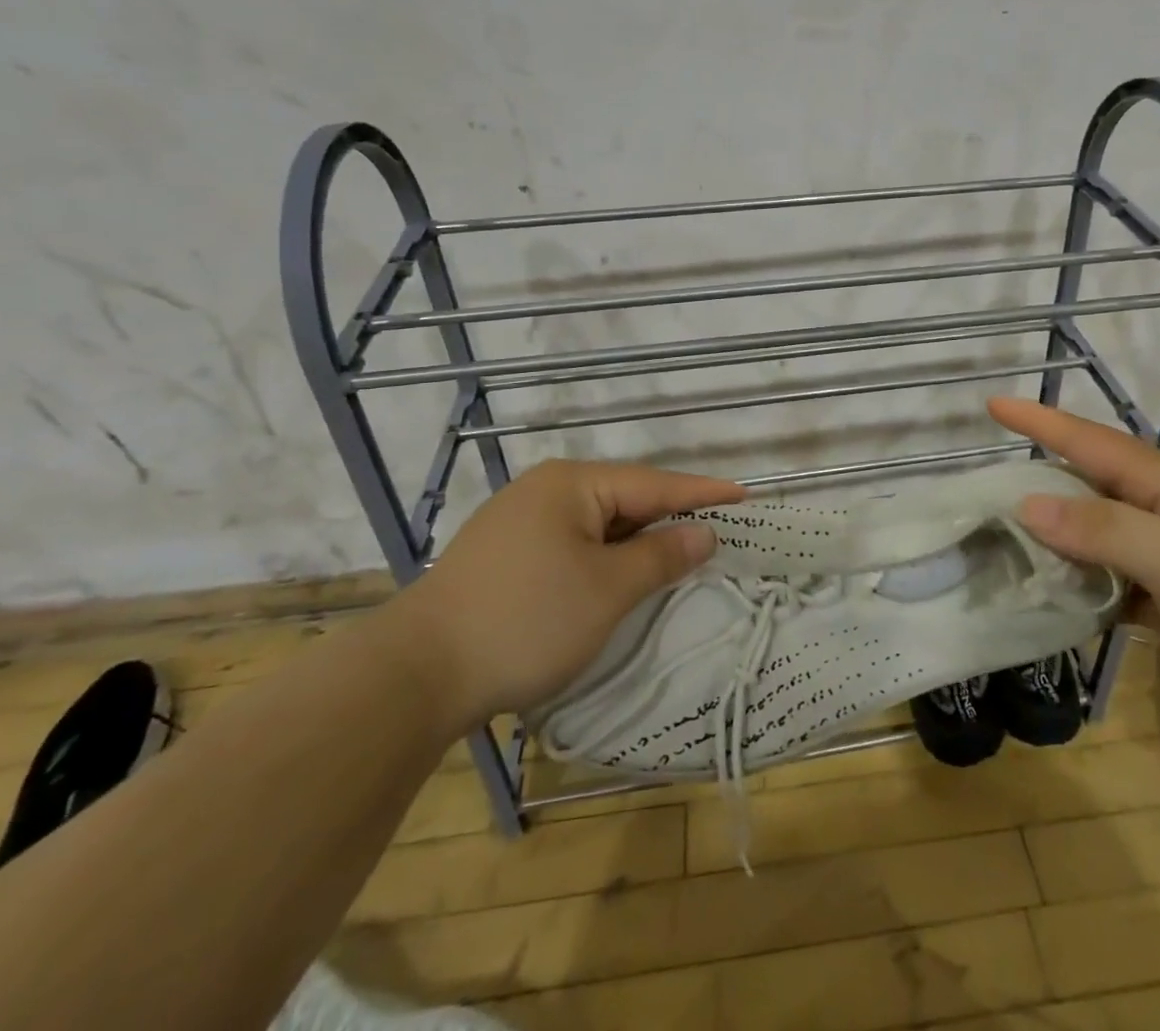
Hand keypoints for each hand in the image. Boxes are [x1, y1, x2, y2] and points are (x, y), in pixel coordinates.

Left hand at [386, 459, 744, 729]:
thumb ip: (661, 556)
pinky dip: (604, 559)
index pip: (654, 484)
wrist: (413, 676)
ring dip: (637, 543)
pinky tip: (619, 578)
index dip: (703, 492)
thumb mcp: (607, 590)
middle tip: (717, 531)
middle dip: (670, 518)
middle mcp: (544, 491)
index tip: (746, 494)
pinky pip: (572, 546)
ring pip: (597, 525)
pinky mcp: (503, 558)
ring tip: (678, 555)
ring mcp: (518, 524)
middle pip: (625, 500)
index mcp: (572, 485)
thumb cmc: (526, 621)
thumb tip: (704, 532)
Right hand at [989, 398, 1159, 724]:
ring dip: (1063, 545)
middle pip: (1088, 489)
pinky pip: (1127, 585)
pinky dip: (1097, 592)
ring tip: (1010, 554)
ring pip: (1105, 540)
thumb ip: (1100, 531)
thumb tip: (1026, 504)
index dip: (1037, 420)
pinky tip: (1070, 610)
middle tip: (983, 496)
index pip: (1084, 440)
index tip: (990, 404)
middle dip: (1038, 485)